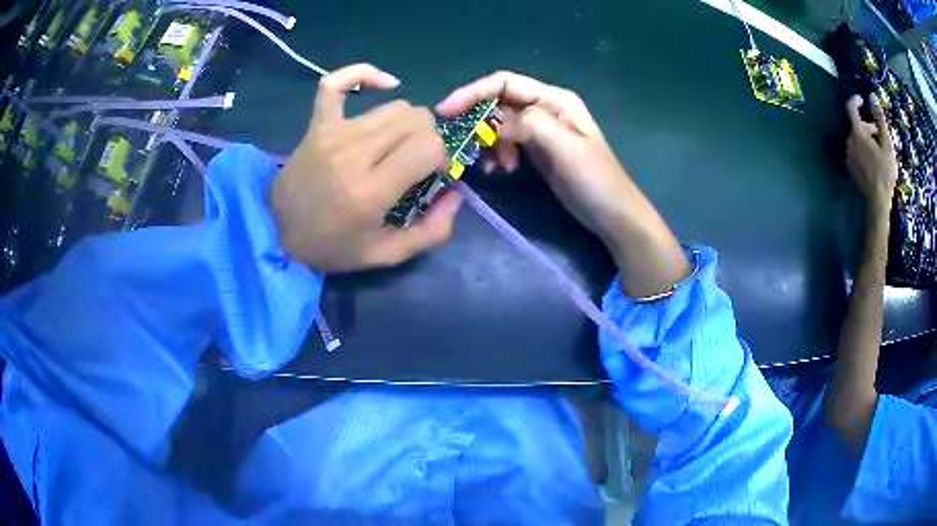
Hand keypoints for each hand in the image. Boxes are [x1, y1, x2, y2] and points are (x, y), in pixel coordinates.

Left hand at [271, 64, 461, 271]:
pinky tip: (384, 85)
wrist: (276, 232)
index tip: (433, 175)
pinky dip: (362, 75)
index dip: (442, 158)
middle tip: (417, 162)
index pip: (429, 147)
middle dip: (429, 140)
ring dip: (407, 123)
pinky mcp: (318, 123)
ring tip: (397, 144)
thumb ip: (431, 230)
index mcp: (371, 191)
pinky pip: (336, 83)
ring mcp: (334, 133)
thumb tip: (456, 193)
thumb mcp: (385, 255)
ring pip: (395, 105)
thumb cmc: (331, 247)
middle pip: (417, 119)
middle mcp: (354, 153)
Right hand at [437, 71, 687, 296]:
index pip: (505, 83)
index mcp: (554, 99)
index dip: (473, 92)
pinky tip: (502, 170)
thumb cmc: (596, 179)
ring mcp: (541, 130)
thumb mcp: (565, 148)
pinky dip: (497, 154)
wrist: (612, 215)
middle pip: (499, 103)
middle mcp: (545, 108)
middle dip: (479, 122)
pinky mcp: (537, 151)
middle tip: (466, 147)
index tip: (446, 111)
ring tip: (494, 167)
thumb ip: (530, 125)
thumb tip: (492, 122)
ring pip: (500, 125)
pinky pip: (506, 143)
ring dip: (489, 142)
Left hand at [846, 94, 897, 213]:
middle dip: (869, 128)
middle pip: (857, 127)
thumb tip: (872, 97)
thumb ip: (879, 119)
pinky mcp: (850, 167)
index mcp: (858, 134)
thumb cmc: (885, 172)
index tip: (862, 100)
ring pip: (857, 140)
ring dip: (867, 140)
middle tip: (881, 137)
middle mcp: (849, 141)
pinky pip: (856, 152)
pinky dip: (864, 151)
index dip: (855, 101)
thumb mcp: (887, 144)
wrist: (878, 200)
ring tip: (880, 152)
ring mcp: (848, 155)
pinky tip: (874, 162)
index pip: (851, 109)